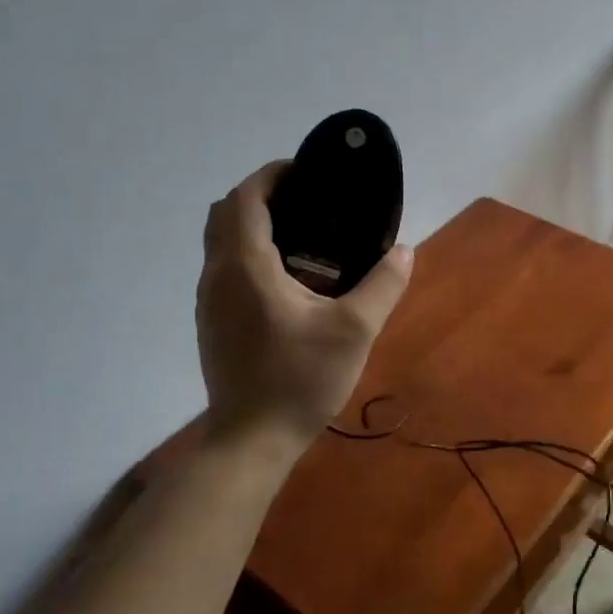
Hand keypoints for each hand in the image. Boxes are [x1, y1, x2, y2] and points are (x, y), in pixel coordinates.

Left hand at [198, 163, 412, 443]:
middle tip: (307, 202)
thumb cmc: (300, 380)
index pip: (246, 198)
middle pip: (225, 212)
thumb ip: (382, 285)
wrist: (252, 440)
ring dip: (253, 225)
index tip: (307, 174)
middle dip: (262, 196)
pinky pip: (224, 267)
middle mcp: (218, 275)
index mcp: (246, 267)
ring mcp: (209, 300)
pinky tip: (287, 280)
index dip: (273, 175)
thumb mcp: (355, 331)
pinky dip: (248, 252)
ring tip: (302, 237)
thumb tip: (404, 251)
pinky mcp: (211, 322)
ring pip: (220, 241)